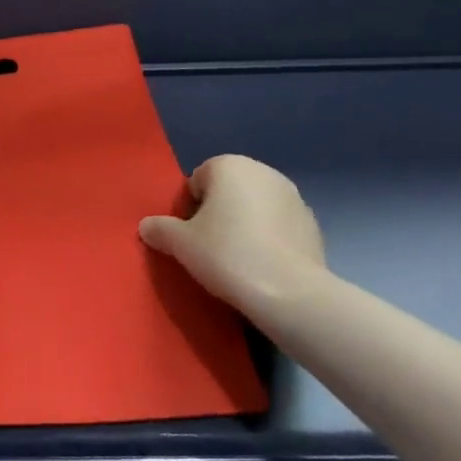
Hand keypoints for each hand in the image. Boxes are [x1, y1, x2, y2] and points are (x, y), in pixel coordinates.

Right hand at [139, 154, 326, 312]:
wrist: (290, 294)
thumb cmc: (227, 254)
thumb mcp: (180, 243)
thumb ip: (160, 229)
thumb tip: (146, 226)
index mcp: (230, 166)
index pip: (197, 181)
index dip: (189, 209)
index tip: (190, 236)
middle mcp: (264, 172)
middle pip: (228, 191)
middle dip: (219, 214)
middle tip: (211, 247)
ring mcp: (294, 198)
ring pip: (256, 208)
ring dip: (246, 226)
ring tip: (239, 260)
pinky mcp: (313, 226)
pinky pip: (279, 228)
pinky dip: (270, 241)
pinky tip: (264, 268)